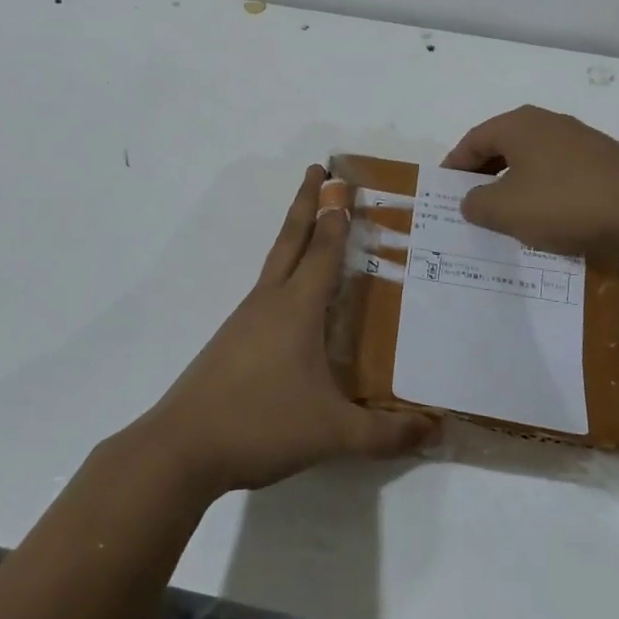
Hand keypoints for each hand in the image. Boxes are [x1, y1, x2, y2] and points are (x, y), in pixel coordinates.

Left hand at [142, 166, 437, 494]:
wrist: (182, 448)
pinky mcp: (231, 342)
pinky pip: (266, 293)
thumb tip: (436, 430)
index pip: (323, 249)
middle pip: (291, 238)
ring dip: (294, 237)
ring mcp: (245, 320)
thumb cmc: (261, 424)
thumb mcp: (333, 433)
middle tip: (317, 169)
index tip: (344, 182)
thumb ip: (386, 434)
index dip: (336, 215)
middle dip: (306, 202)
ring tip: (313, 229)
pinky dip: (284, 275)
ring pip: (275, 264)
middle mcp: (269, 301)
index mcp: (297, 307)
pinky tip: (293, 302)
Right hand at [442, 105, 618, 255]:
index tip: (445, 191)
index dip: (454, 166)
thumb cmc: (563, 201)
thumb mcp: (505, 210)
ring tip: (507, 215)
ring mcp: (579, 140)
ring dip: (515, 185)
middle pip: (503, 146)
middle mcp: (547, 123)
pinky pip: (559, 173)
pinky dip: (544, 191)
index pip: (473, 140)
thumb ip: (477, 204)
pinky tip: (548, 217)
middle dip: (484, 175)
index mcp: (518, 125)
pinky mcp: (604, 161)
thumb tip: (471, 200)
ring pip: (533, 160)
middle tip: (471, 203)